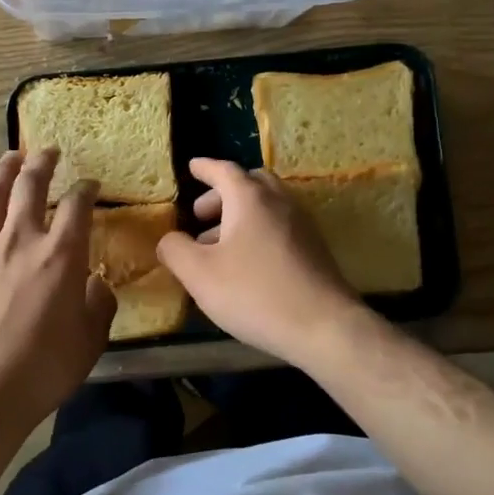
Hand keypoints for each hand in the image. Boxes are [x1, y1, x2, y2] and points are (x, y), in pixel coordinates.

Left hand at [0, 149, 116, 433]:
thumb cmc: (45, 368)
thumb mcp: (92, 339)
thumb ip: (99, 303)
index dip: (86, 188)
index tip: (90, 183)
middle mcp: (22, 240)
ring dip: (2, 170)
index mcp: (62, 254)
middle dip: (42, 162)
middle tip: (49, 151)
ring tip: (10, 158)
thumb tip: (94, 283)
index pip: (77, 204)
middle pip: (30, 185)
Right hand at [155, 158, 366, 365]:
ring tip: (217, 245)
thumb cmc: (255, 293)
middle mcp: (279, 203)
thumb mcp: (199, 274)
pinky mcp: (314, 250)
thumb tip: (168, 239)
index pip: (224, 170)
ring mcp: (302, 225)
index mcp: (250, 199)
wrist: (325, 327)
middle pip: (250, 184)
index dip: (205, 168)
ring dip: (239, 216)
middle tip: (200, 214)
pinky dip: (257, 232)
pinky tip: (246, 264)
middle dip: (222, 194)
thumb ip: (175, 250)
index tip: (192, 167)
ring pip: (266, 207)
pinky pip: (279, 227)